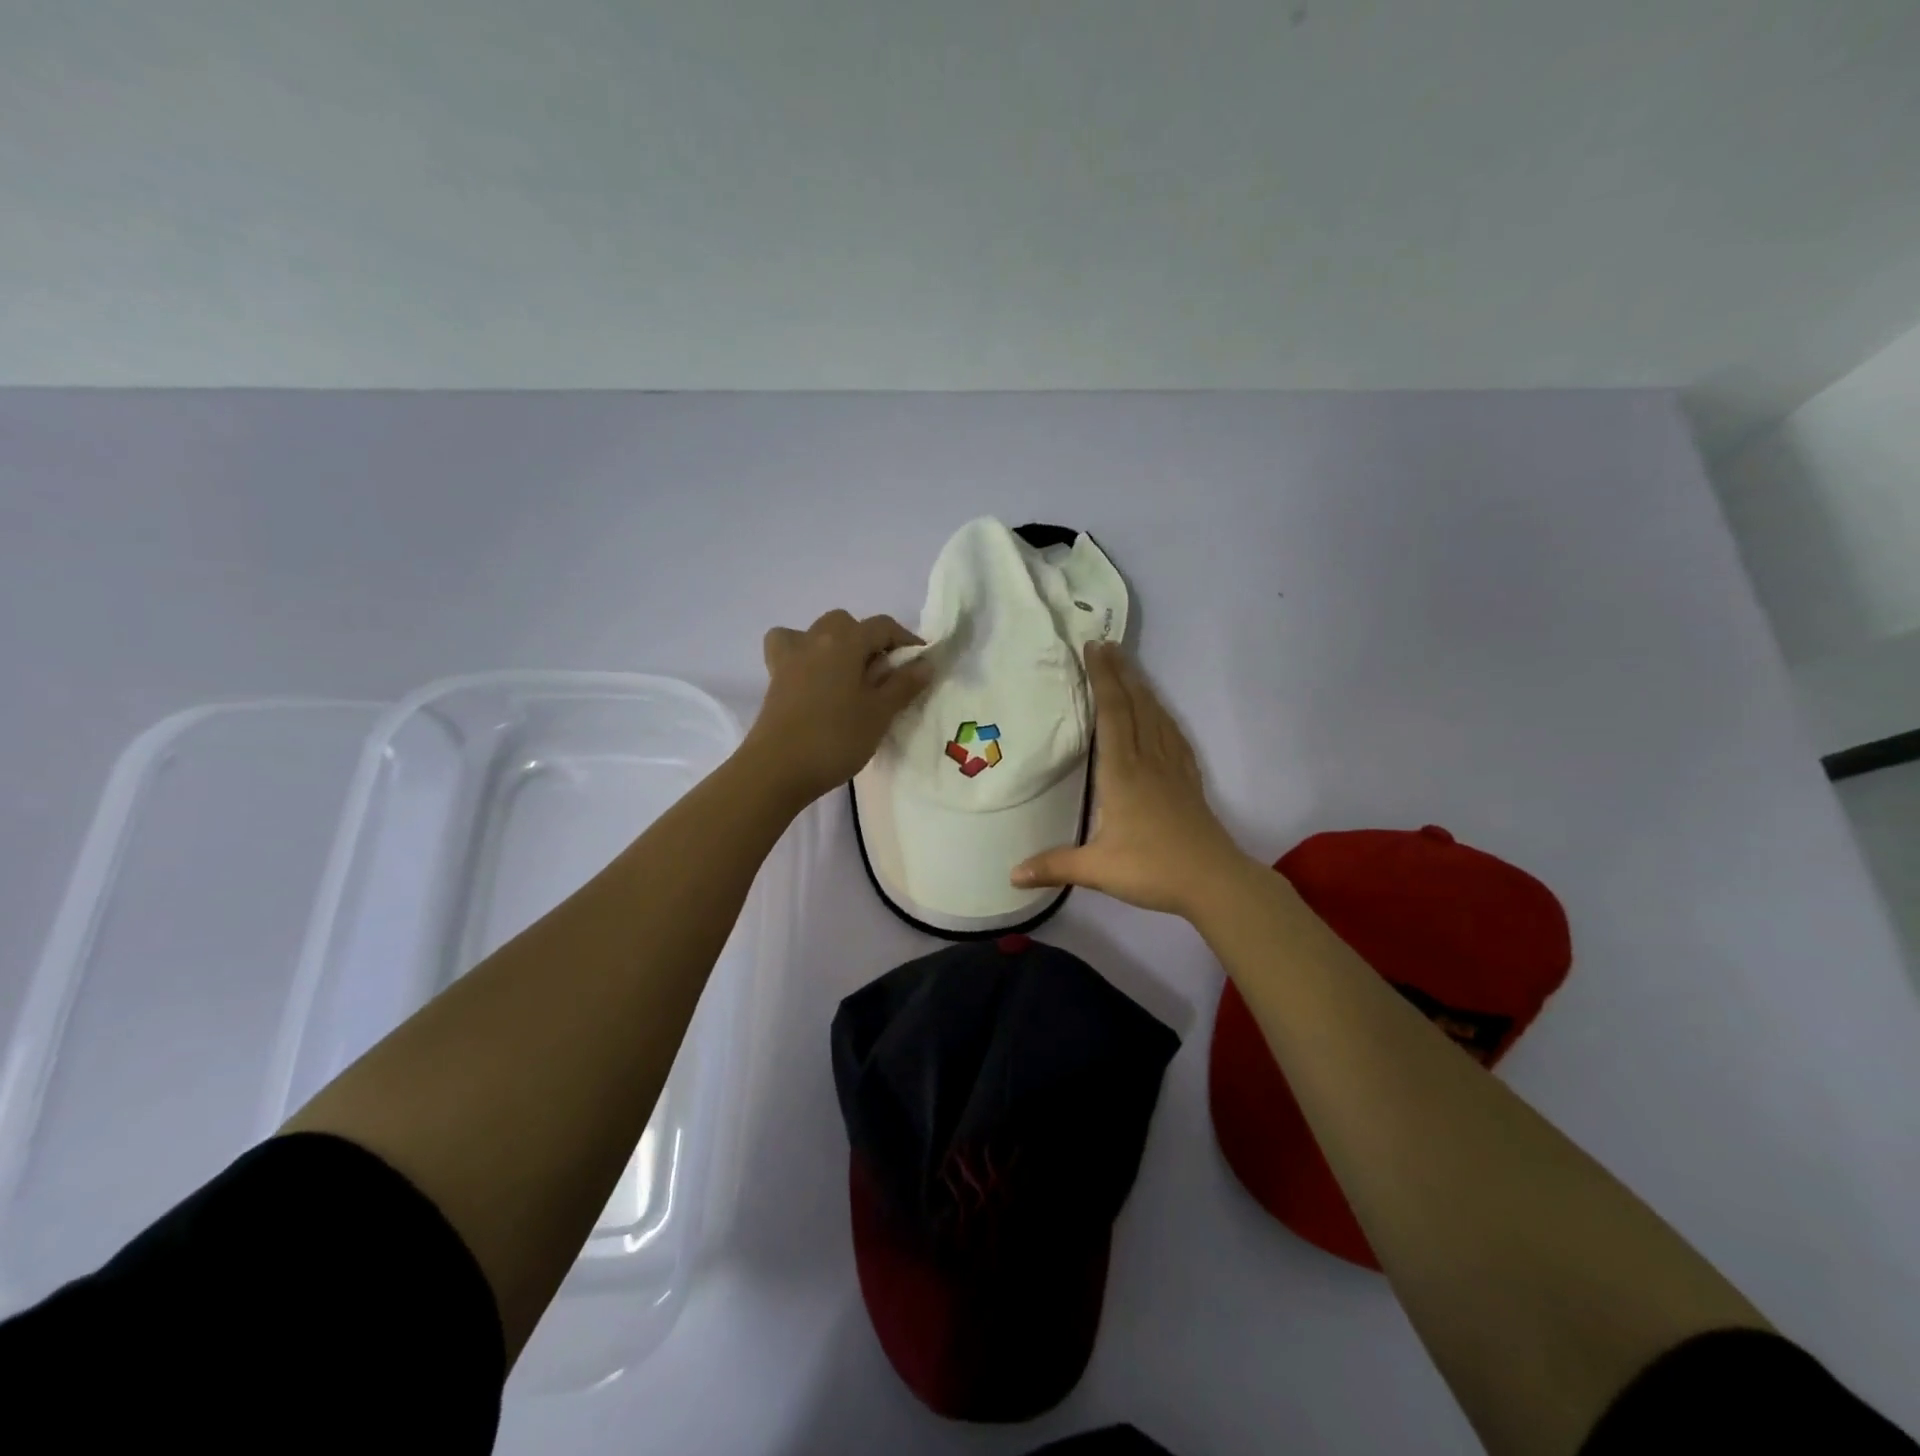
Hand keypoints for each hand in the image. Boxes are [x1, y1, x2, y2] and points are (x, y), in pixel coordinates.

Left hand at [742, 610, 933, 806]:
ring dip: (836, 645)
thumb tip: (925, 663)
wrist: (777, 769)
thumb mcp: (880, 713)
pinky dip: (804, 656)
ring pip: (816, 633)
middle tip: (884, 673)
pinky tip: (814, 679)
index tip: (920, 663)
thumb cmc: (836, 738)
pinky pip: (791, 651)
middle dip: (869, 640)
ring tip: (849, 674)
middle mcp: (815, 639)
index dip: (905, 639)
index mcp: (845, 642)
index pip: (882, 626)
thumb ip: (903, 684)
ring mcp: (790, 658)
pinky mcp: (775, 679)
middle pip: (847, 624)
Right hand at [1011, 642, 1256, 918]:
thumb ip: (1054, 865)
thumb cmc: (1152, 869)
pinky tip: (1162, 713)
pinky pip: (1174, 736)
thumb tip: (1011, 875)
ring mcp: (1172, 768)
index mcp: (1122, 773)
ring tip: (1130, 667)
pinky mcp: (1189, 780)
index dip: (1102, 679)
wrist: (1214, 881)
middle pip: (1134, 705)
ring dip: (1141, 688)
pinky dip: (1164, 716)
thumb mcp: (1097, 869)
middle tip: (1107, 644)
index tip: (1094, 649)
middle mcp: (1148, 761)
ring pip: (1156, 716)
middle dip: (1119, 673)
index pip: (1111, 714)